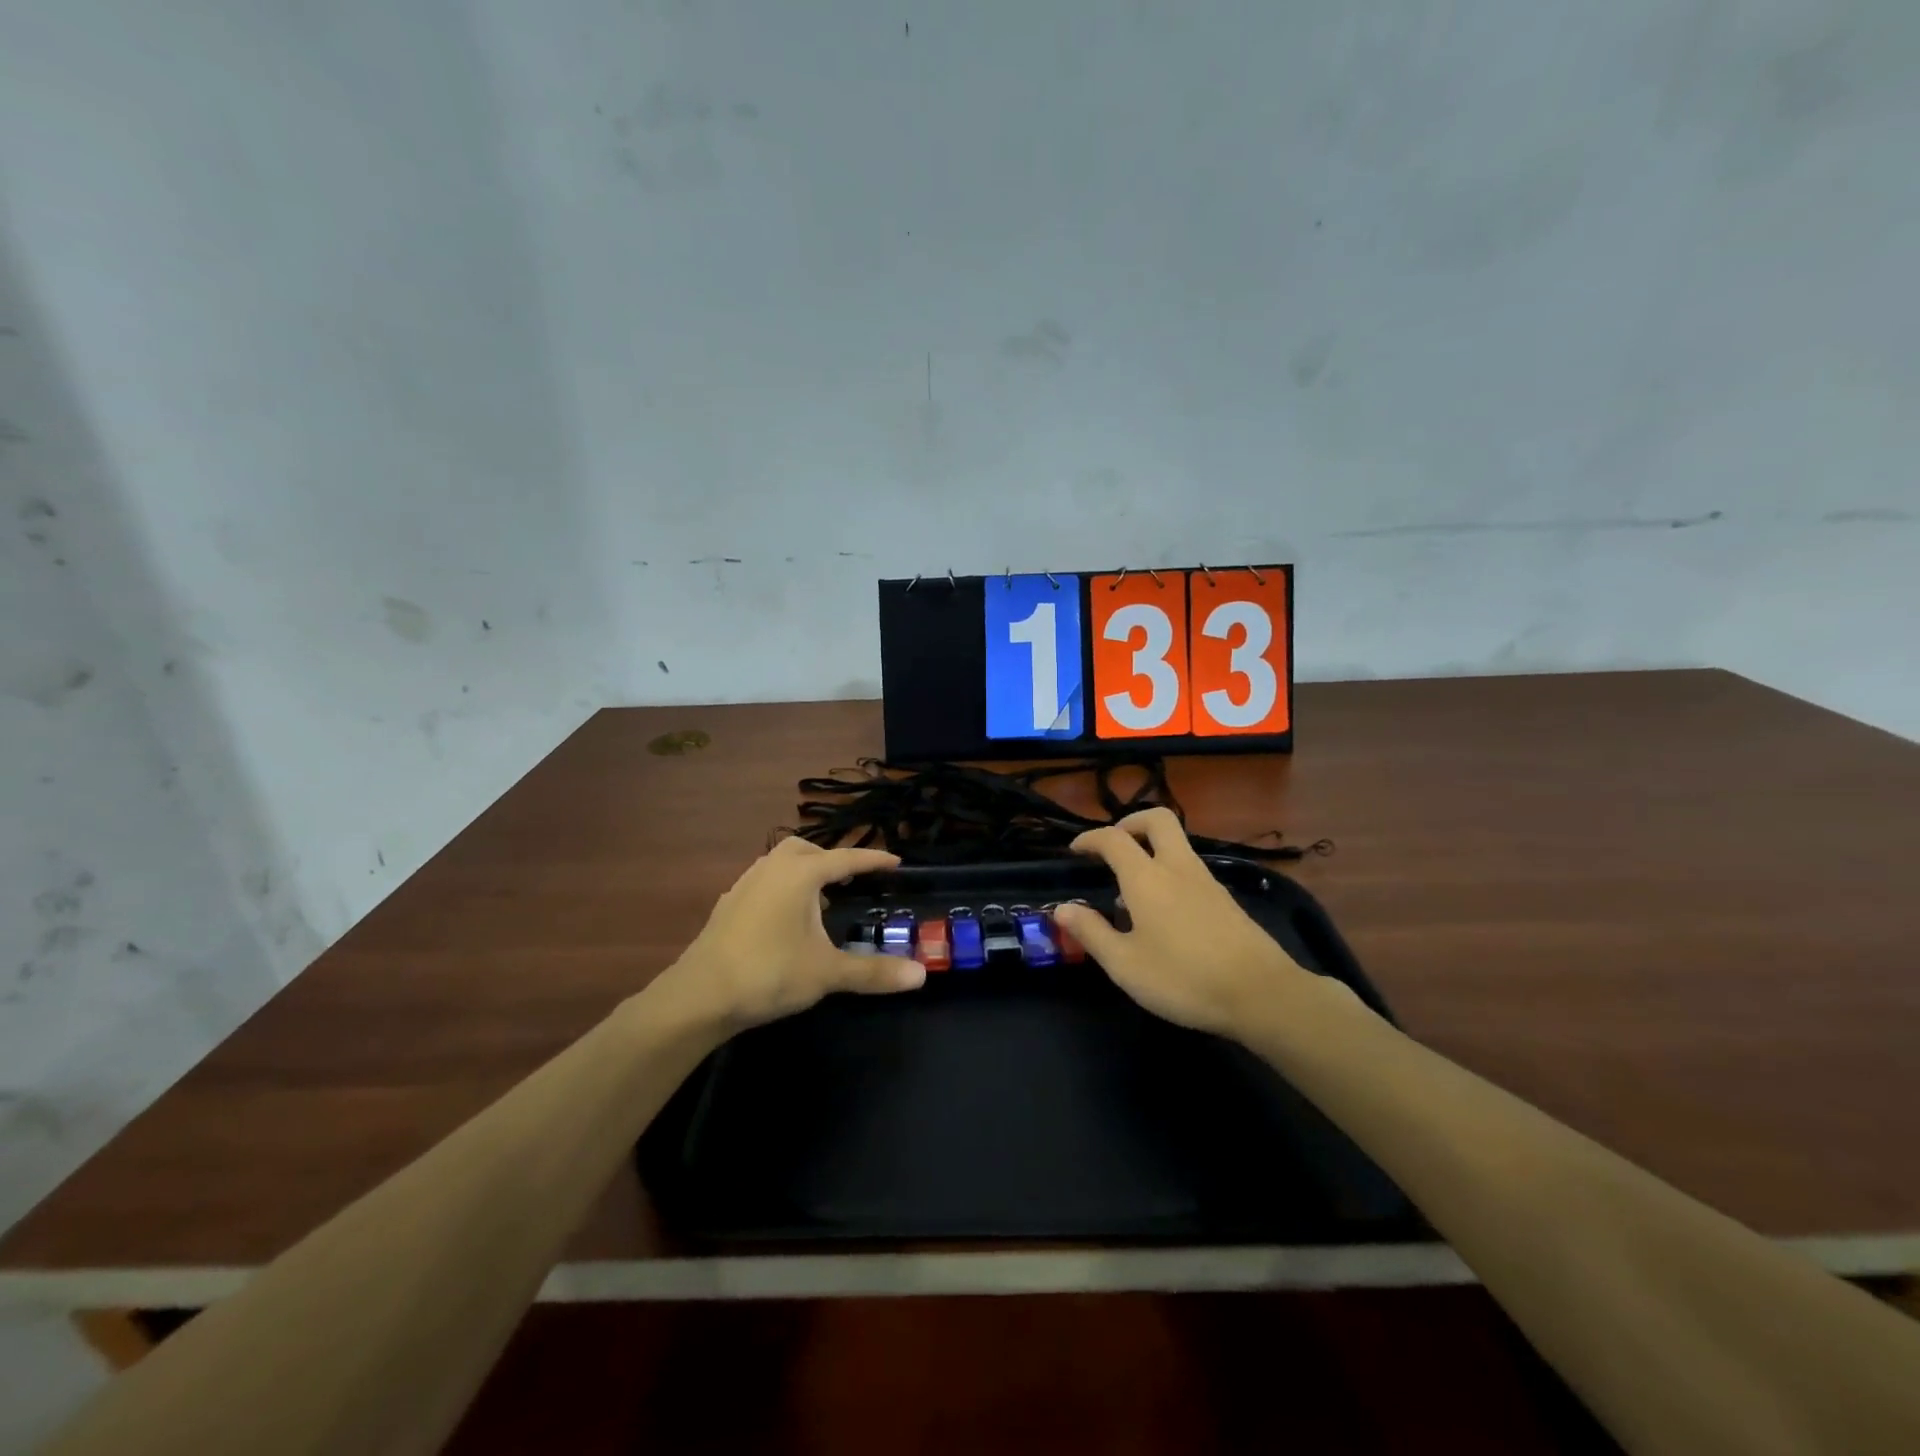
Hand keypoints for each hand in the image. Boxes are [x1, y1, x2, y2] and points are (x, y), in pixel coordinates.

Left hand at [663, 837, 923, 1028]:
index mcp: (800, 874)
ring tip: (821, 901)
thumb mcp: (827, 973)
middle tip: (851, 881)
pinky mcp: (727, 905)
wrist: (699, 995)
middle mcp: (771, 868)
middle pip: (806, 849)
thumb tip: (921, 975)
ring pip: (780, 863)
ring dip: (804, 873)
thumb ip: (874, 972)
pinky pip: (763, 882)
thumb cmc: (769, 973)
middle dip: (831, 860)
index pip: (846, 858)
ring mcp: (745, 885)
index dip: (873, 860)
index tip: (896, 862)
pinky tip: (786, 920)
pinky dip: (782, 889)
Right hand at [1052, 808, 1314, 1036]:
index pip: (1113, 839)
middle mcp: (1177, 868)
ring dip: (1150, 850)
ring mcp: (1207, 881)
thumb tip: (1062, 908)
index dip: (1090, 838)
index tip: (1075, 850)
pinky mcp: (1226, 900)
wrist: (1262, 994)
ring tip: (1130, 890)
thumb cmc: (1184, 978)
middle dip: (1130, 822)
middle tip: (1112, 846)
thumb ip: (1092, 933)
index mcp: (1147, 878)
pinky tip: (1163, 913)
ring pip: (1177, 845)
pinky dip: (1169, 873)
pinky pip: (1190, 869)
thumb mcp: (1125, 964)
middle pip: (1157, 820)